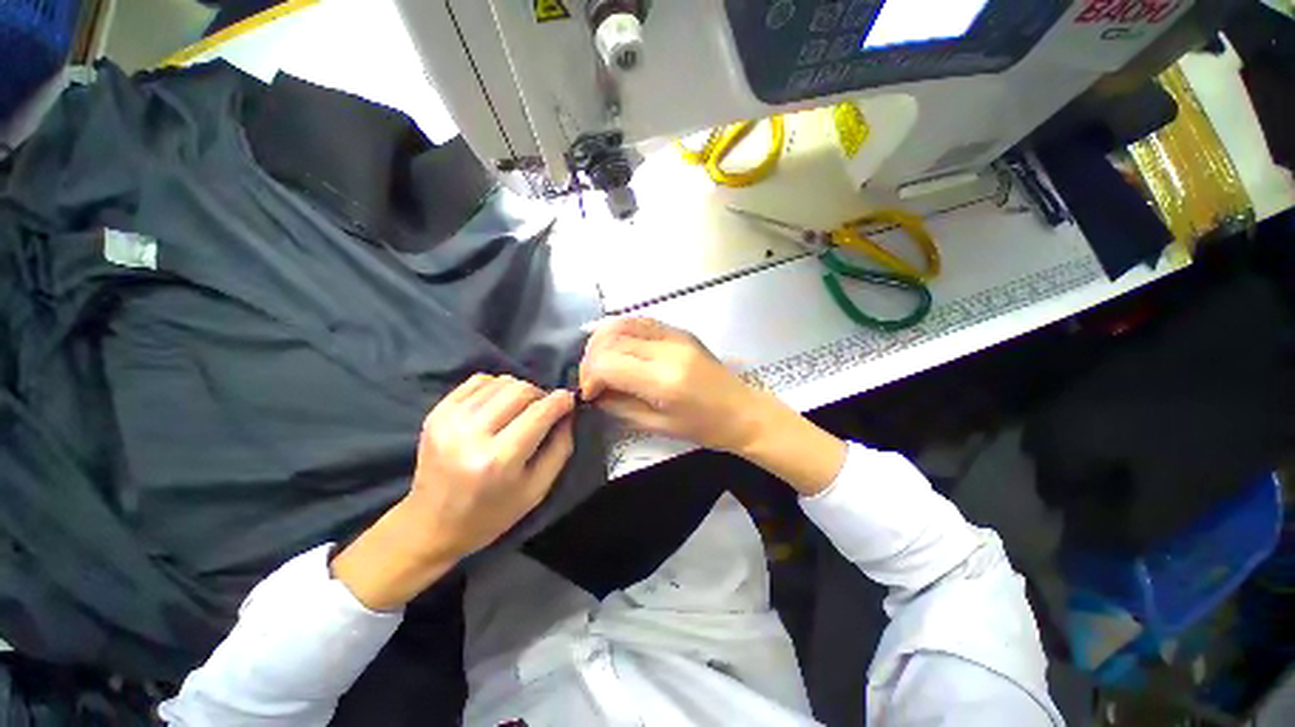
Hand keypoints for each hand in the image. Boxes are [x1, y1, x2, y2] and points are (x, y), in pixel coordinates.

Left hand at [331, 375, 575, 610]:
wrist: (430, 525)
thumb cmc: (491, 514)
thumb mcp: (537, 490)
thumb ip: (560, 447)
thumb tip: (569, 412)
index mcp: (498, 460)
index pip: (540, 412)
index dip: (561, 401)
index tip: (570, 401)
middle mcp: (471, 435)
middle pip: (521, 390)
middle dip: (541, 395)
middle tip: (545, 410)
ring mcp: (449, 421)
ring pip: (501, 382)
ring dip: (520, 391)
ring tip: (521, 410)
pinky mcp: (436, 413)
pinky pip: (478, 381)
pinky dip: (497, 387)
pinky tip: (499, 405)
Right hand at [579, 317, 761, 452]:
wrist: (742, 411)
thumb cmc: (704, 428)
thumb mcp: (657, 426)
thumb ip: (619, 406)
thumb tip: (595, 393)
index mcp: (664, 380)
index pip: (608, 363)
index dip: (589, 376)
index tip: (589, 393)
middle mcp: (668, 349)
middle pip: (611, 339)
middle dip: (591, 359)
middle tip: (591, 380)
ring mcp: (675, 334)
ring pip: (622, 323)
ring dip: (601, 340)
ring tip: (599, 362)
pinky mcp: (680, 330)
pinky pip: (640, 321)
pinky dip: (620, 330)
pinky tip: (615, 347)